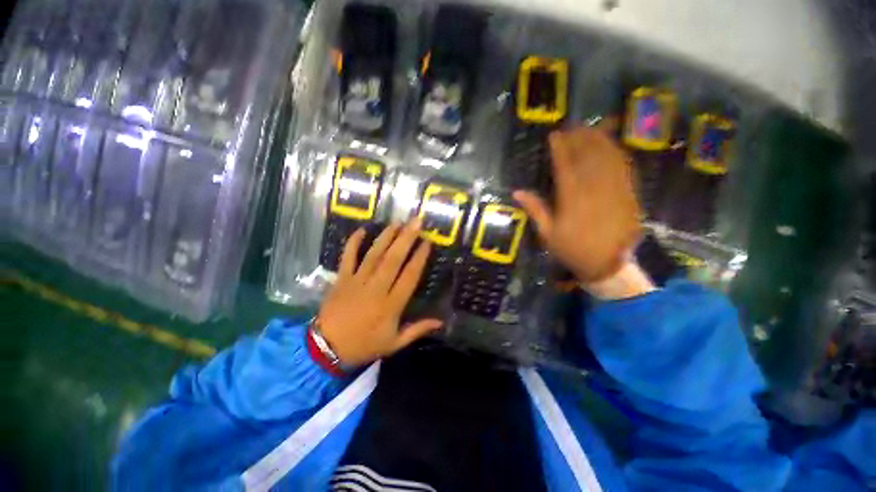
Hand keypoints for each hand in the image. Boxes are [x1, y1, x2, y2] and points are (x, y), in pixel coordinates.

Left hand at [317, 219, 442, 366]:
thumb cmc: (364, 345)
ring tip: (397, 222)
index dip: (419, 257)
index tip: (427, 242)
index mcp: (391, 305)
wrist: (326, 349)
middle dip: (406, 239)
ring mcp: (357, 281)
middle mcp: (376, 288)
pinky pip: (348, 257)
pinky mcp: (341, 279)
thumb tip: (440, 322)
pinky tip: (362, 229)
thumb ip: (418, 330)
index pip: (409, 276)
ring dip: (386, 237)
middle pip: (393, 259)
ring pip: (374, 255)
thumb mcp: (394, 343)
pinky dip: (353, 242)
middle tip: (416, 222)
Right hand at [513, 124, 641, 282]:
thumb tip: (517, 192)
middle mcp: (593, 189)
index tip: (554, 135)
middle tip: (572, 126)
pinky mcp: (629, 193)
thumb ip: (535, 210)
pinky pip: (623, 167)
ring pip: (607, 157)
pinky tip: (611, 145)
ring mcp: (614, 189)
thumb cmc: (573, 250)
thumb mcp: (548, 233)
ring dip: (598, 140)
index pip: (565, 166)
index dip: (559, 148)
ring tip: (590, 127)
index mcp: (571, 199)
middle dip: (579, 138)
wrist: (610, 264)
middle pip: (587, 156)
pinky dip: (616, 152)